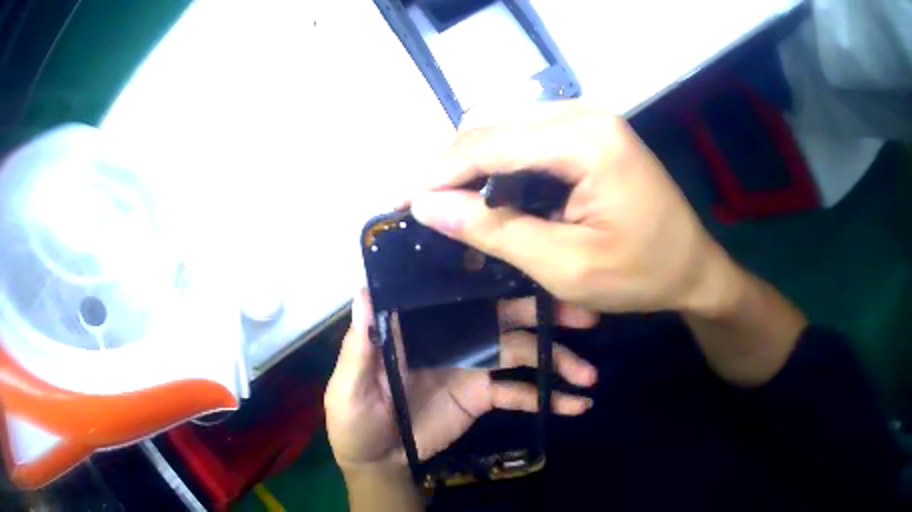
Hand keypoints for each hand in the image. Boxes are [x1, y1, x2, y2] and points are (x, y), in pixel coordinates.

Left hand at [325, 290, 597, 470]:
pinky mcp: (485, 395)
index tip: (530, 259)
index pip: (458, 290)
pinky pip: (521, 393)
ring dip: (558, 360)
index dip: (492, 273)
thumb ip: (362, 343)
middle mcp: (453, 335)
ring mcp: (473, 365)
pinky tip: (577, 405)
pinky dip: (549, 398)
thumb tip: (365, 288)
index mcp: (419, 325)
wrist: (379, 460)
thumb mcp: (350, 384)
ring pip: (523, 352)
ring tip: (590, 374)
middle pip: (504, 315)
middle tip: (584, 314)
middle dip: (544, 312)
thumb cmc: (355, 418)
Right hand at [408, 101, 736, 315]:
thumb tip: (428, 206)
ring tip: (450, 207)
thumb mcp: (566, 265)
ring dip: (473, 167)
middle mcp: (583, 114)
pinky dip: (501, 167)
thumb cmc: (642, 274)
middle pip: (493, 129)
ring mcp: (588, 120)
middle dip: (451, 168)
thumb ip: (494, 230)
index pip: (488, 144)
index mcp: (584, 140)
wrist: (694, 268)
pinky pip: (528, 140)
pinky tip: (490, 196)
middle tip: (424, 209)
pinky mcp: (589, 133)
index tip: (402, 204)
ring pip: (506, 132)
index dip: (437, 173)